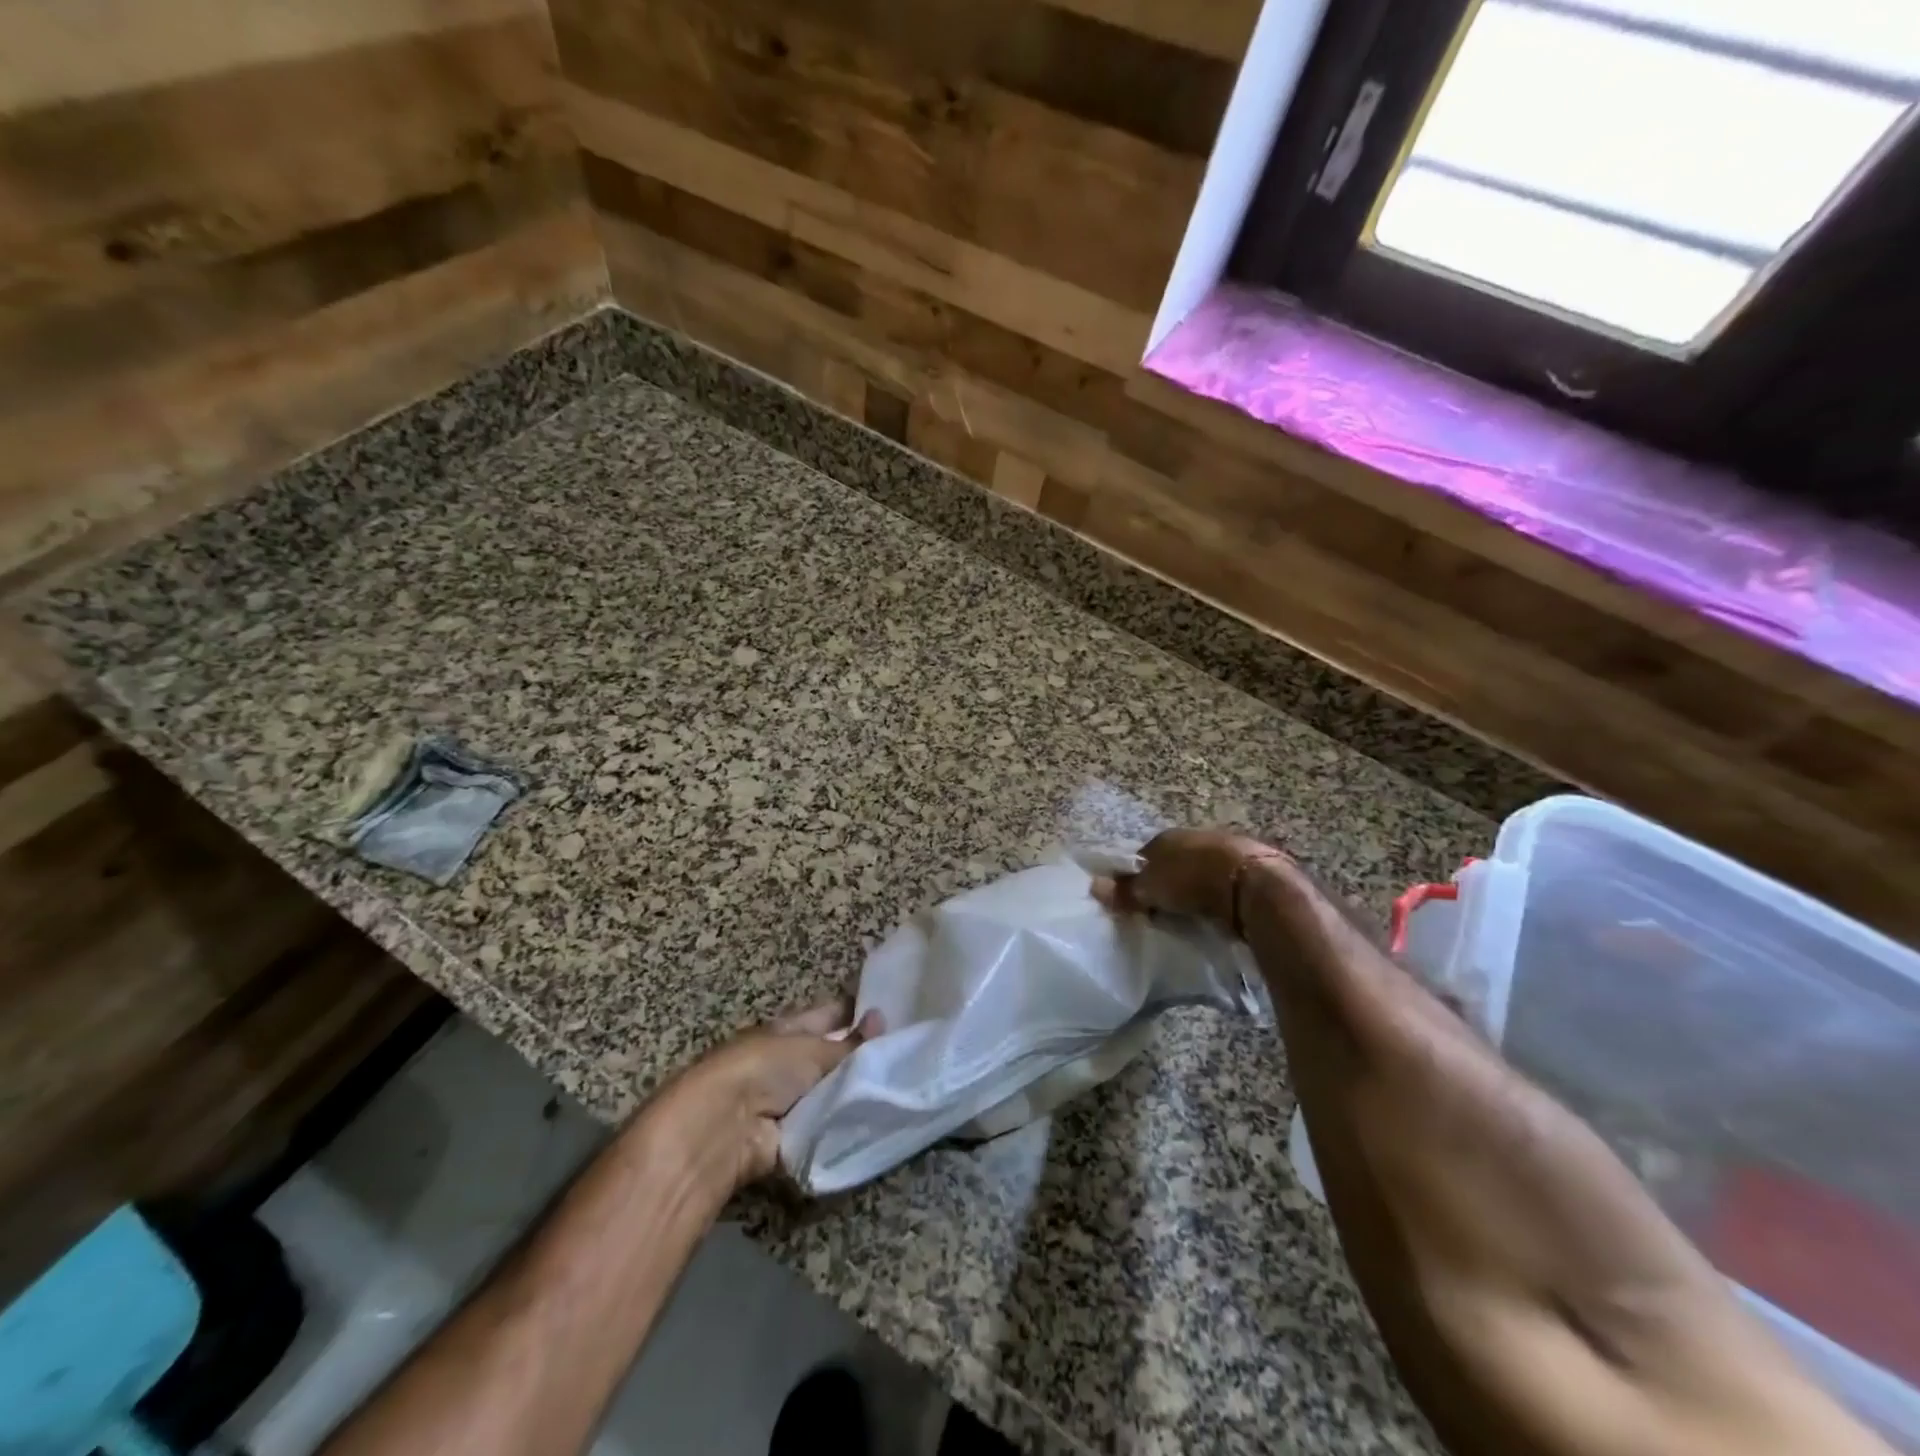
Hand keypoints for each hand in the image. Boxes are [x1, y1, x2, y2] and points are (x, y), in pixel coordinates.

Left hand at [639, 1001, 882, 1202]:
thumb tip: (882, 1020)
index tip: (893, 1011)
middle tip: (907, 1055)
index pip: (829, 1013)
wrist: (724, 1128)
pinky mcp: (790, 1137)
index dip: (857, 1010)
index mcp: (789, 1028)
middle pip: (832, 1054)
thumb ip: (850, 1043)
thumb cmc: (764, 1070)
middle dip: (863, 1056)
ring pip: (832, 1090)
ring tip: (901, 1088)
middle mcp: (788, 1060)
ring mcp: (788, 1100)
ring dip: (857, 1092)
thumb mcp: (813, 1049)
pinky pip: (826, 1126)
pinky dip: (845, 1125)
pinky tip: (878, 1121)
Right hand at [1095, 826, 1285, 927]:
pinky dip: (1216, 899)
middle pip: (1173, 863)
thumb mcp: (1151, 887)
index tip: (1133, 901)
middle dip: (1166, 884)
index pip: (1143, 855)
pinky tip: (1213, 916)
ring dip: (1193, 891)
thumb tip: (1094, 886)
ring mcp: (1225, 852)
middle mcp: (1195, 837)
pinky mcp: (1250, 872)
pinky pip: (1222, 887)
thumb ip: (1125, 889)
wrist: (1253, 884)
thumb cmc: (1192, 879)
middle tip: (1158, 911)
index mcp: (1168, 836)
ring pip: (1199, 873)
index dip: (1136, 877)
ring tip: (1186, 917)